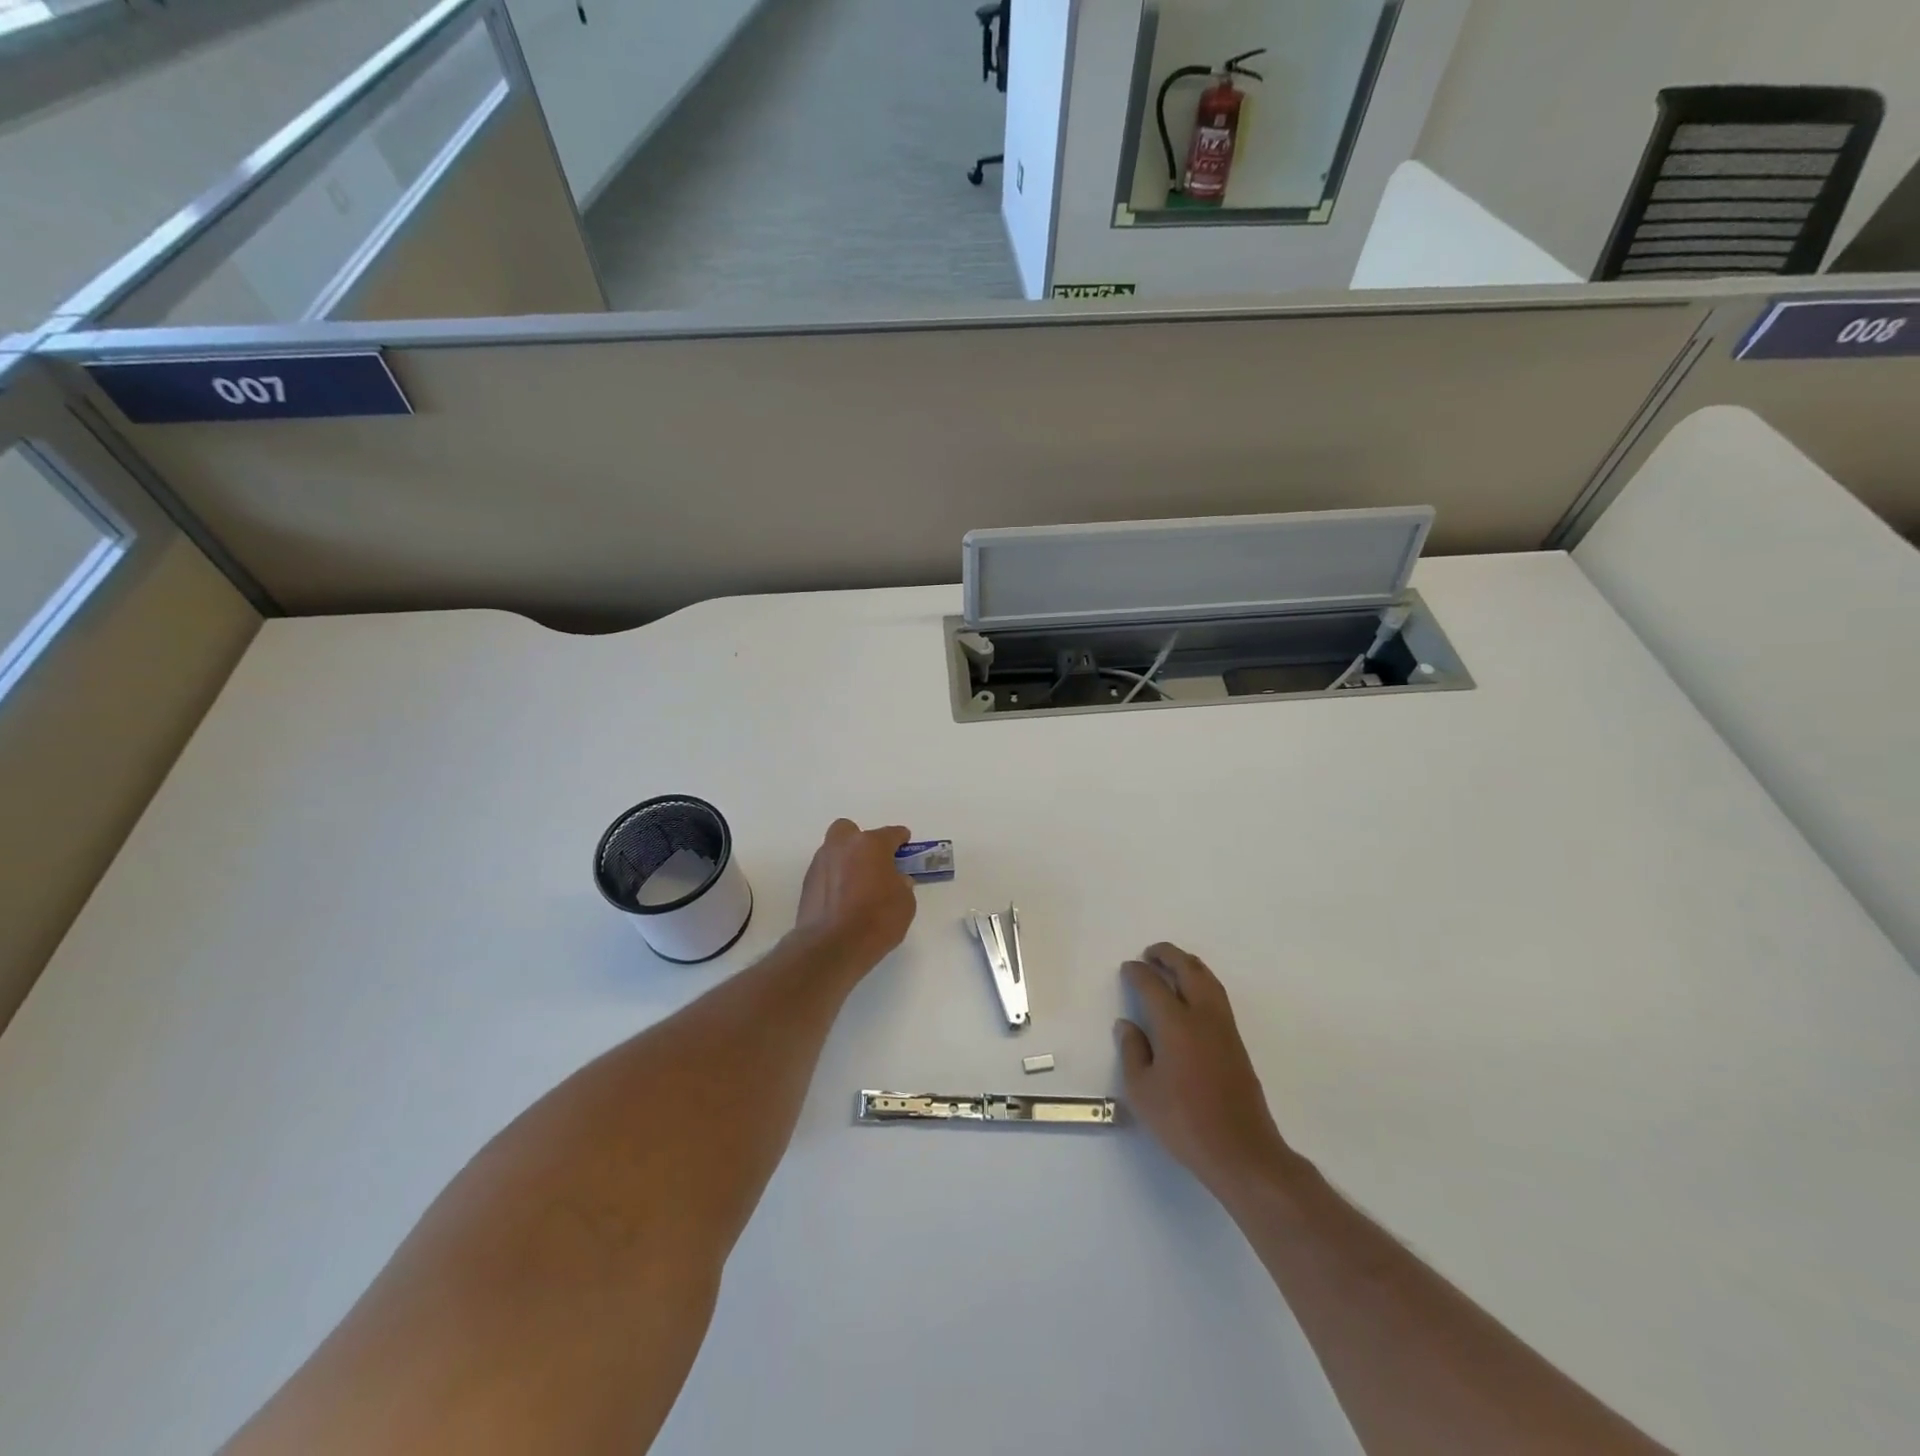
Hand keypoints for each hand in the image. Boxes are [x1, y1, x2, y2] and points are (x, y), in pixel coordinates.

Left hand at [794, 819, 916, 972]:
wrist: (832, 946)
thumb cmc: (876, 920)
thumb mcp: (905, 903)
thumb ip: (902, 884)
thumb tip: (895, 880)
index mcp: (871, 844)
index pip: (890, 834)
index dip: (900, 839)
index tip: (904, 844)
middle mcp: (843, 846)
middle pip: (851, 831)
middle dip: (861, 841)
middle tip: (873, 862)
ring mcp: (821, 863)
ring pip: (834, 850)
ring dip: (846, 860)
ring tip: (857, 884)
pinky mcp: (807, 883)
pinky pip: (825, 872)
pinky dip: (834, 879)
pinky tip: (842, 898)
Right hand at [1116, 944, 1293, 1199]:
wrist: (1241, 1151)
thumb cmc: (1184, 1122)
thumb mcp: (1142, 1091)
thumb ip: (1132, 1052)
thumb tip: (1127, 1025)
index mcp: (1176, 1024)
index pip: (1153, 985)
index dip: (1138, 973)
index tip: (1128, 968)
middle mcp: (1203, 1017)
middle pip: (1188, 970)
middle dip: (1168, 955)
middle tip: (1150, 952)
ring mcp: (1224, 1028)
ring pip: (1208, 979)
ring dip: (1188, 964)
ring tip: (1172, 964)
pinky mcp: (1237, 1042)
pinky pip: (1217, 995)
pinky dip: (1202, 981)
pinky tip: (1192, 993)